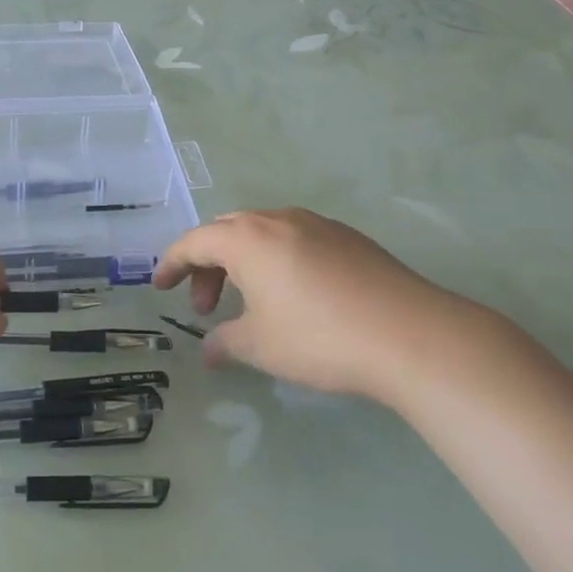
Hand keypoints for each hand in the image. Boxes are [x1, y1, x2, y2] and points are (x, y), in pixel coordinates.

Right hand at [153, 209, 507, 409]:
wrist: (412, 335)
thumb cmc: (319, 338)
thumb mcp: (261, 346)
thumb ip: (226, 343)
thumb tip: (209, 351)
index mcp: (246, 239)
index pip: (194, 242)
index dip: (172, 264)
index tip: (160, 287)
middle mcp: (277, 220)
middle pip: (226, 232)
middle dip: (207, 265)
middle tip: (206, 305)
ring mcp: (317, 224)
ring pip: (262, 232)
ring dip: (243, 261)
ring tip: (250, 301)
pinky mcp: (348, 238)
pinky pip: (295, 239)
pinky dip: (277, 259)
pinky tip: (294, 294)